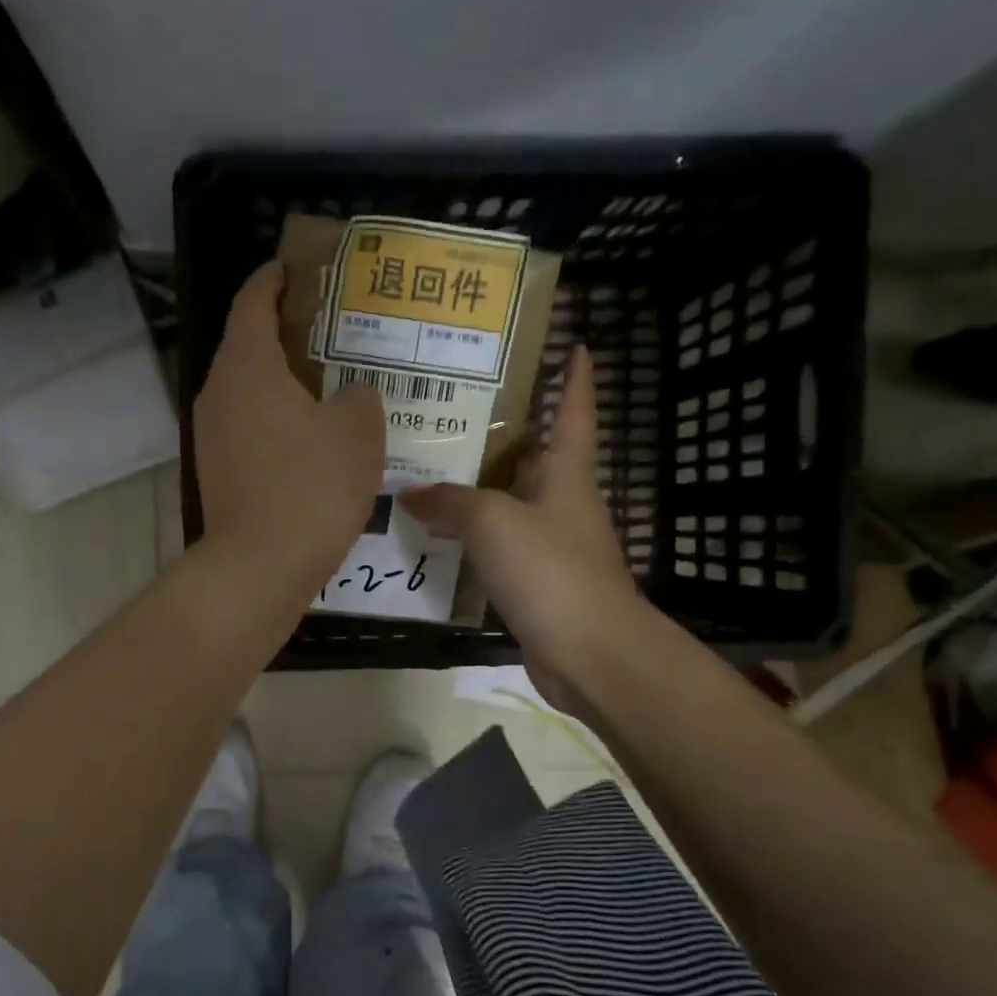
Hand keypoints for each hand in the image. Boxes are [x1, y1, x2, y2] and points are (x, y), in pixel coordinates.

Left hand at [195, 262, 384, 589]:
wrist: (260, 566)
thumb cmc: (311, 486)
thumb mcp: (358, 432)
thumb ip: (360, 397)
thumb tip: (351, 395)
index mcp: (246, 365)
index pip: (253, 300)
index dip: (274, 279)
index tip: (296, 269)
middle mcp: (217, 393)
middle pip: (248, 346)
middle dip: (286, 333)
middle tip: (332, 332)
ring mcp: (211, 437)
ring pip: (249, 393)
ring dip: (283, 384)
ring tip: (329, 386)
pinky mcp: (217, 474)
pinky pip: (249, 430)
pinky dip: (276, 423)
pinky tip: (311, 440)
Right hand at [402, 345, 640, 713]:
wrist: (588, 652)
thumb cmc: (550, 569)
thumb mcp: (493, 522)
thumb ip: (449, 502)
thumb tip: (408, 493)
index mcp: (567, 474)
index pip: (574, 412)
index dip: (575, 378)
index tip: (577, 344)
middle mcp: (563, 503)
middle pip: (537, 456)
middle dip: (508, 432)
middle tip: (459, 410)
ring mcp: (553, 545)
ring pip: (513, 503)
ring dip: (482, 488)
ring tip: (435, 468)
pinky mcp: (538, 583)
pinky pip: (500, 546)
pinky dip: (474, 537)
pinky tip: (441, 535)